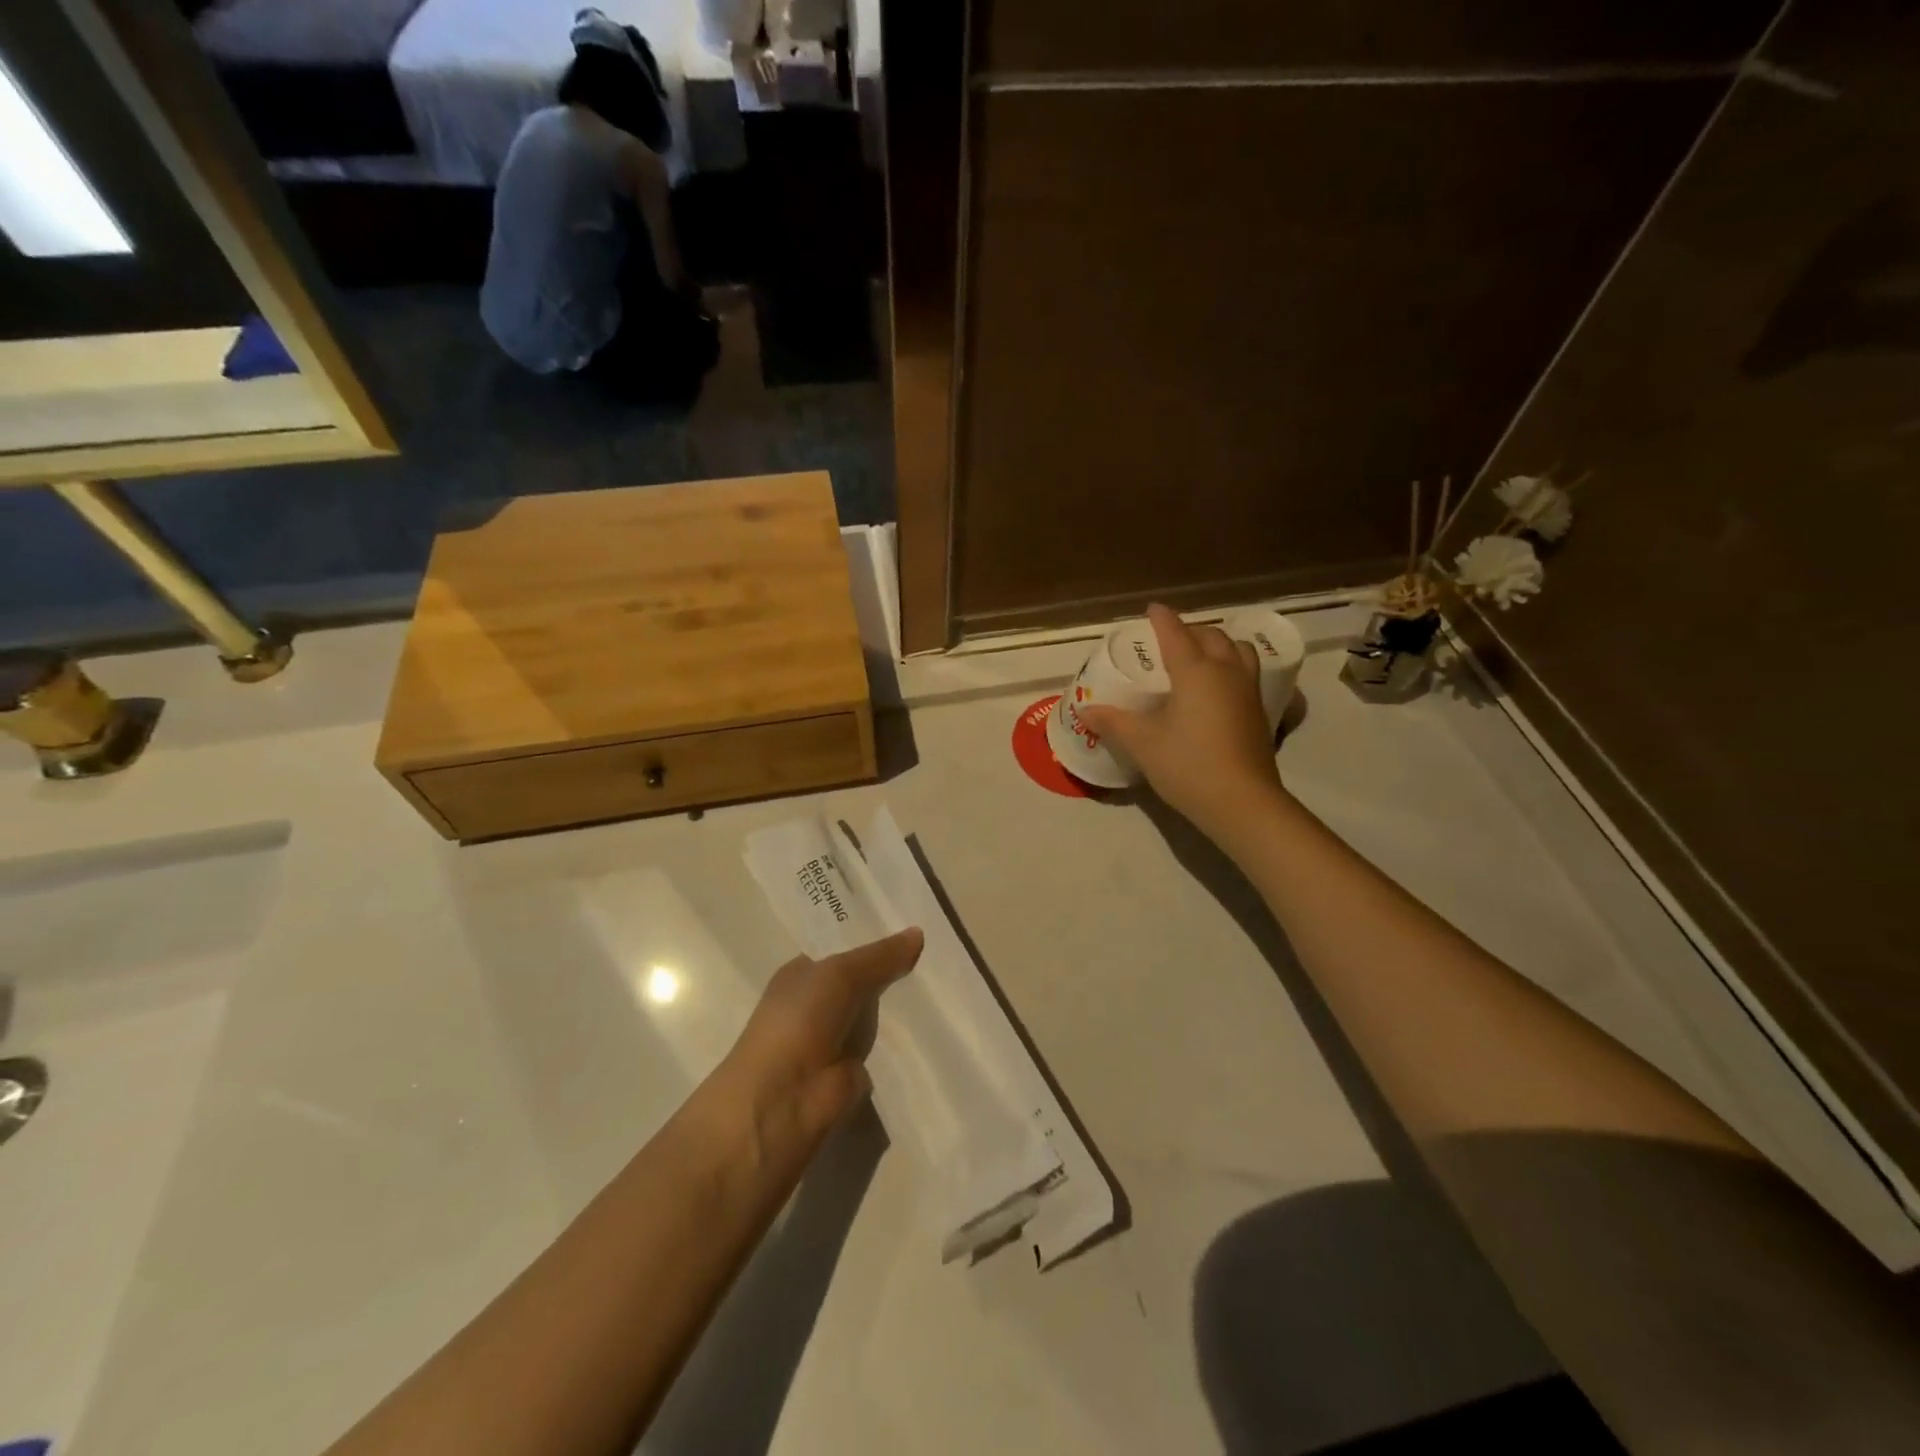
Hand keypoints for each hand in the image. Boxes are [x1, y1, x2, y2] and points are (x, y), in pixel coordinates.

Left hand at [715, 928, 922, 1163]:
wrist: (780, 1102)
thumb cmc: (799, 1022)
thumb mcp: (839, 974)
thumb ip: (879, 956)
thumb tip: (918, 933)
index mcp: (801, 974)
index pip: (842, 948)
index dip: (872, 937)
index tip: (912, 923)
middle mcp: (816, 1004)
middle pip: (863, 980)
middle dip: (894, 970)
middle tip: (939, 951)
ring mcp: (836, 1040)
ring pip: (877, 1014)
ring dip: (903, 1006)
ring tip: (947, 982)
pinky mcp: (853, 1074)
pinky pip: (885, 1048)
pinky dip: (906, 1042)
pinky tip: (936, 1025)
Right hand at [1080, 603, 1288, 843]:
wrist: (1242, 803)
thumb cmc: (1188, 765)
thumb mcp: (1143, 743)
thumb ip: (1113, 722)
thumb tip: (1085, 710)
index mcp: (1195, 671)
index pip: (1176, 634)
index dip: (1162, 619)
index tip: (1152, 608)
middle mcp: (1225, 672)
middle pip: (1211, 636)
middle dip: (1191, 630)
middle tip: (1171, 638)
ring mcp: (1248, 691)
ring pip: (1238, 651)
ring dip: (1218, 645)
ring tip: (1201, 656)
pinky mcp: (1259, 713)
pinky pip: (1247, 673)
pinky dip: (1231, 666)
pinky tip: (1219, 687)